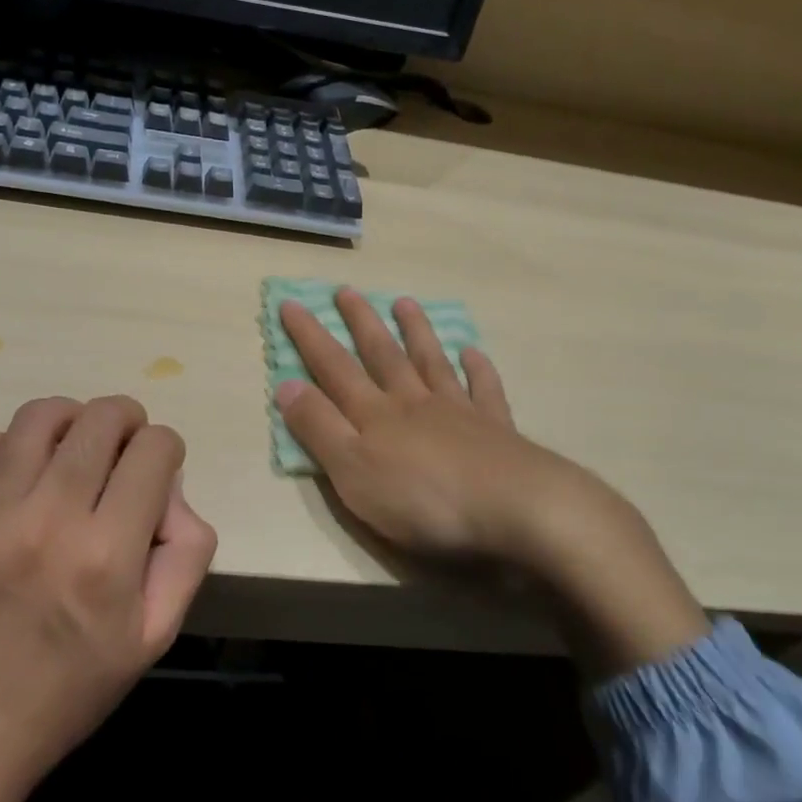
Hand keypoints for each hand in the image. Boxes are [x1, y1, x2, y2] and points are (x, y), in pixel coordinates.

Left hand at [0, 396, 217, 801]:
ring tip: (70, 449)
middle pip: (101, 418)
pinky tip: (15, 477)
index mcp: (106, 556)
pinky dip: (6, 446)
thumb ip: (186, 550)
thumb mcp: (156, 633)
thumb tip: (169, 485)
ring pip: (41, 416)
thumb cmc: (72, 687)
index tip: (155, 469)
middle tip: (122, 447)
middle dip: (126, 421)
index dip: (165, 449)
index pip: (154, 449)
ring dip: (70, 422)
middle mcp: (46, 522)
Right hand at [275, 289, 705, 676]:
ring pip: (431, 362)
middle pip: (382, 354)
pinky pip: (484, 391)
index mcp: (375, 415)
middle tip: (347, 290)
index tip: (290, 303)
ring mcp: (458, 412)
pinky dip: (478, 369)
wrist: (517, 510)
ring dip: (416, 332)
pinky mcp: (496, 430)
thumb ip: (319, 429)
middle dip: (360, 322)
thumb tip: (284, 385)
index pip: (333, 367)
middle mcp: (413, 402)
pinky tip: (474, 352)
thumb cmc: (424, 500)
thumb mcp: (353, 473)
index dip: (309, 337)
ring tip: (405, 303)